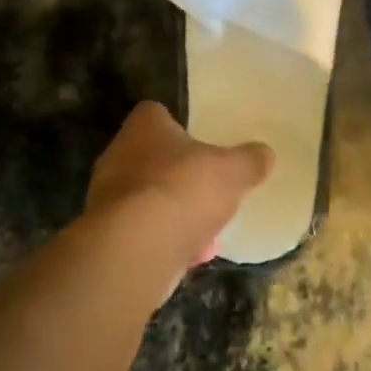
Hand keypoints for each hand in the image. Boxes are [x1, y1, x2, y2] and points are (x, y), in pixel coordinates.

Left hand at [84, 101, 273, 278]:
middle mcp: (118, 156)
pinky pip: (143, 233)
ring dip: (175, 213)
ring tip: (208, 231)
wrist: (136, 249)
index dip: (179, 126)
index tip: (201, 142)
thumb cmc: (184, 190)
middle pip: (152, 158)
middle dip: (180, 175)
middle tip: (208, 188)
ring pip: (148, 200)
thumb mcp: (234, 171)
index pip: (156, 114)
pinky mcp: (108, 237)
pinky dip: (166, 242)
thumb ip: (250, 161)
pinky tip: (193, 256)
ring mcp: (107, 199)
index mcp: (144, 127)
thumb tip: (263, 154)